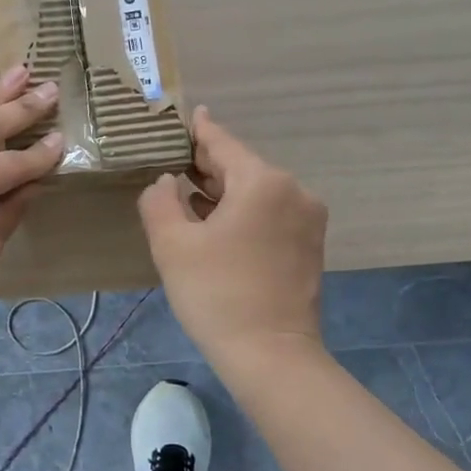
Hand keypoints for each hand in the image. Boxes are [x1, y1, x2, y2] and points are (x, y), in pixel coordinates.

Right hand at [138, 107, 326, 365]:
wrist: (271, 355)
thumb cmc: (217, 293)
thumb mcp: (172, 244)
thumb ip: (160, 201)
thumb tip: (167, 182)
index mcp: (263, 182)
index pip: (223, 144)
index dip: (200, 130)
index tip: (188, 114)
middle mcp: (293, 191)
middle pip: (242, 167)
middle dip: (208, 165)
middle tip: (175, 160)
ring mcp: (307, 219)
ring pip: (257, 192)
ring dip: (224, 191)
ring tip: (188, 191)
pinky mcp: (309, 245)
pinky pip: (270, 213)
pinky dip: (243, 212)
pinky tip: (215, 221)